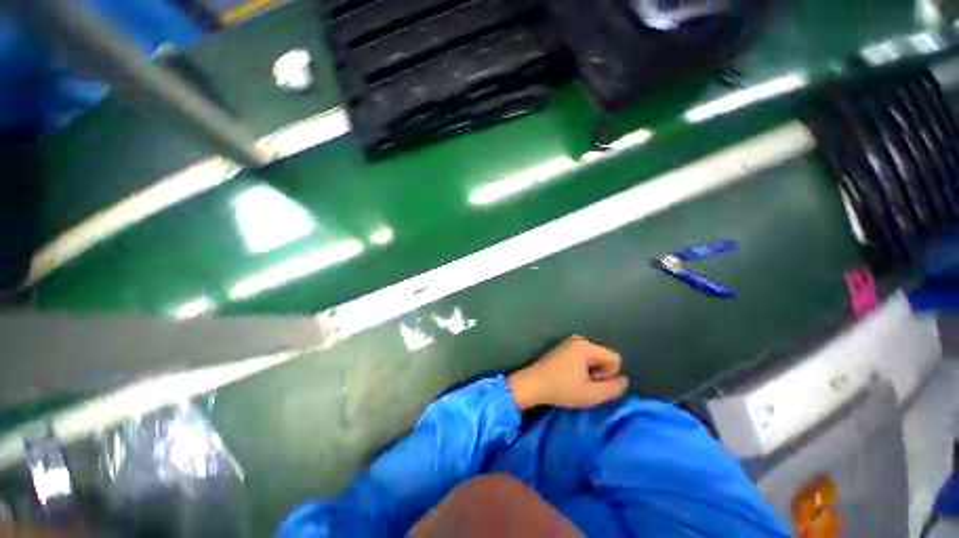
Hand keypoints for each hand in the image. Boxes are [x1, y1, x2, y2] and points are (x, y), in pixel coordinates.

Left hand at [507, 336, 628, 410]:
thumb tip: (624, 380)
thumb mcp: (591, 394)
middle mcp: (579, 339)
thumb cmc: (561, 389)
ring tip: (574, 381)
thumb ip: (613, 388)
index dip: (609, 375)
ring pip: (594, 358)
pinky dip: (581, 368)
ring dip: (590, 372)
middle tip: (582, 384)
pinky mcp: (563, 348)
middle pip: (604, 357)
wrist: (532, 385)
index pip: (615, 358)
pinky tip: (568, 376)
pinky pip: (583, 357)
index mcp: (586, 346)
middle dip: (599, 373)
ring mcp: (569, 342)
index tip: (592, 383)